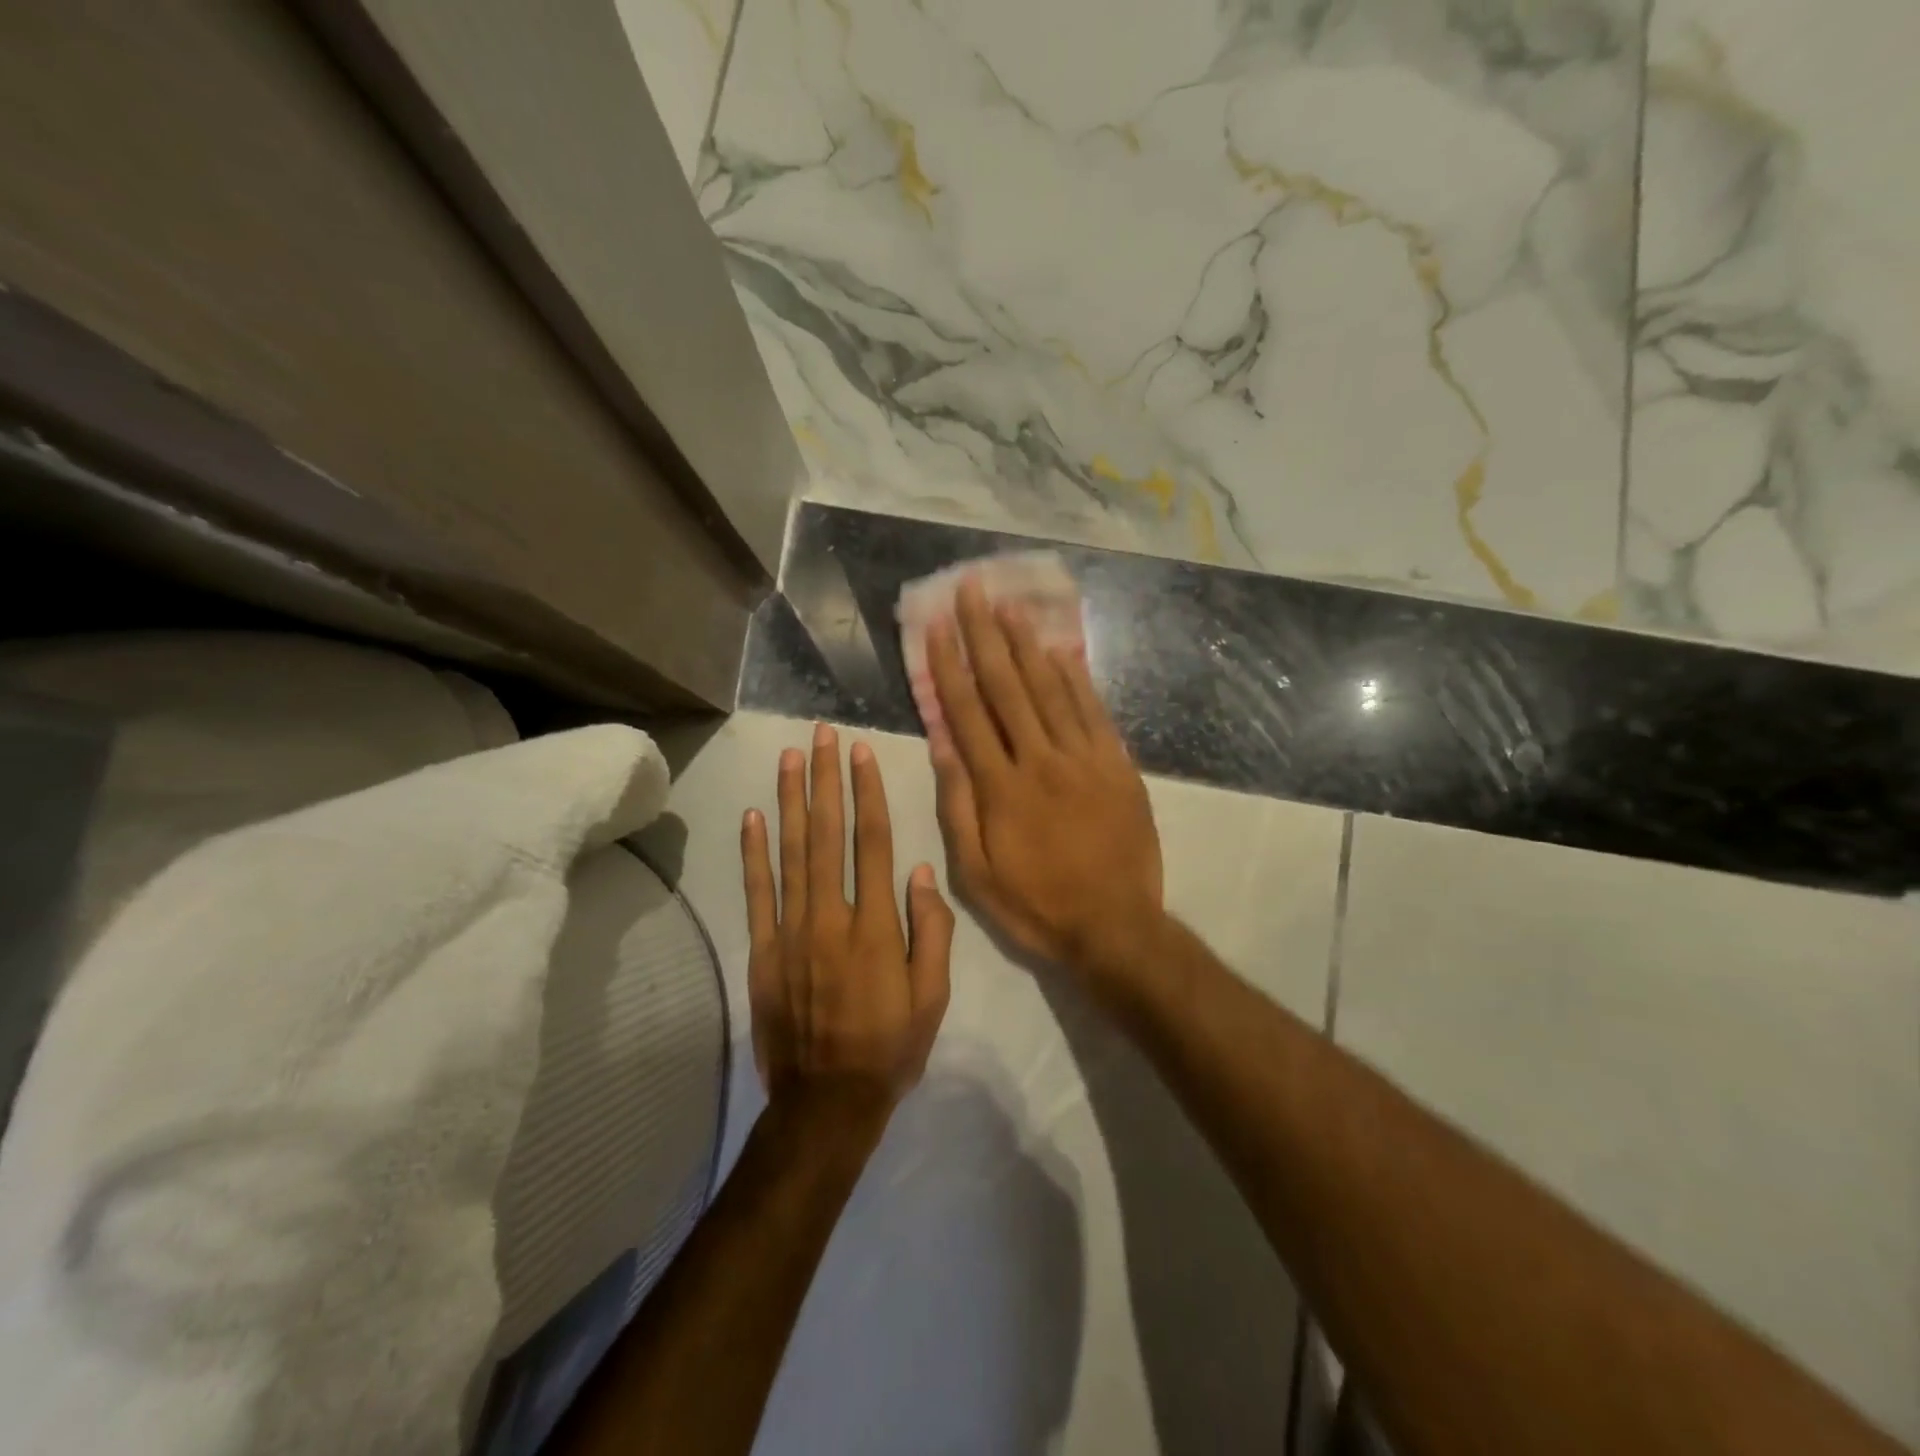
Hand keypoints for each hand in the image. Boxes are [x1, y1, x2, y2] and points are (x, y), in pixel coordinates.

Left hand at [741, 724, 954, 1134]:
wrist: (826, 1102)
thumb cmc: (890, 1047)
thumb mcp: (933, 997)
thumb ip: (931, 932)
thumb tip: (923, 872)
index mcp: (876, 926)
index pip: (873, 843)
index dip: (867, 794)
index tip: (862, 755)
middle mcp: (830, 917)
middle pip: (827, 835)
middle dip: (826, 780)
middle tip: (822, 736)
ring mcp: (790, 932)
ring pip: (790, 853)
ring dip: (790, 801)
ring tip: (789, 758)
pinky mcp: (761, 951)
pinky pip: (756, 893)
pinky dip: (753, 853)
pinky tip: (754, 816)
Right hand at [926, 577, 1164, 978]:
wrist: (1116, 927)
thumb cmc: (1037, 905)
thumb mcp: (977, 873)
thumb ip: (958, 806)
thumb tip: (942, 744)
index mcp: (1001, 788)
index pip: (968, 713)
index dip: (950, 666)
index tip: (937, 627)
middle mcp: (1041, 760)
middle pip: (1008, 687)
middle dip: (985, 636)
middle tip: (972, 591)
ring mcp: (1084, 759)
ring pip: (1051, 689)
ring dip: (1028, 644)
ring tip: (1010, 605)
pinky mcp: (1117, 765)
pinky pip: (1094, 711)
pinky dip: (1076, 678)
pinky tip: (1061, 650)